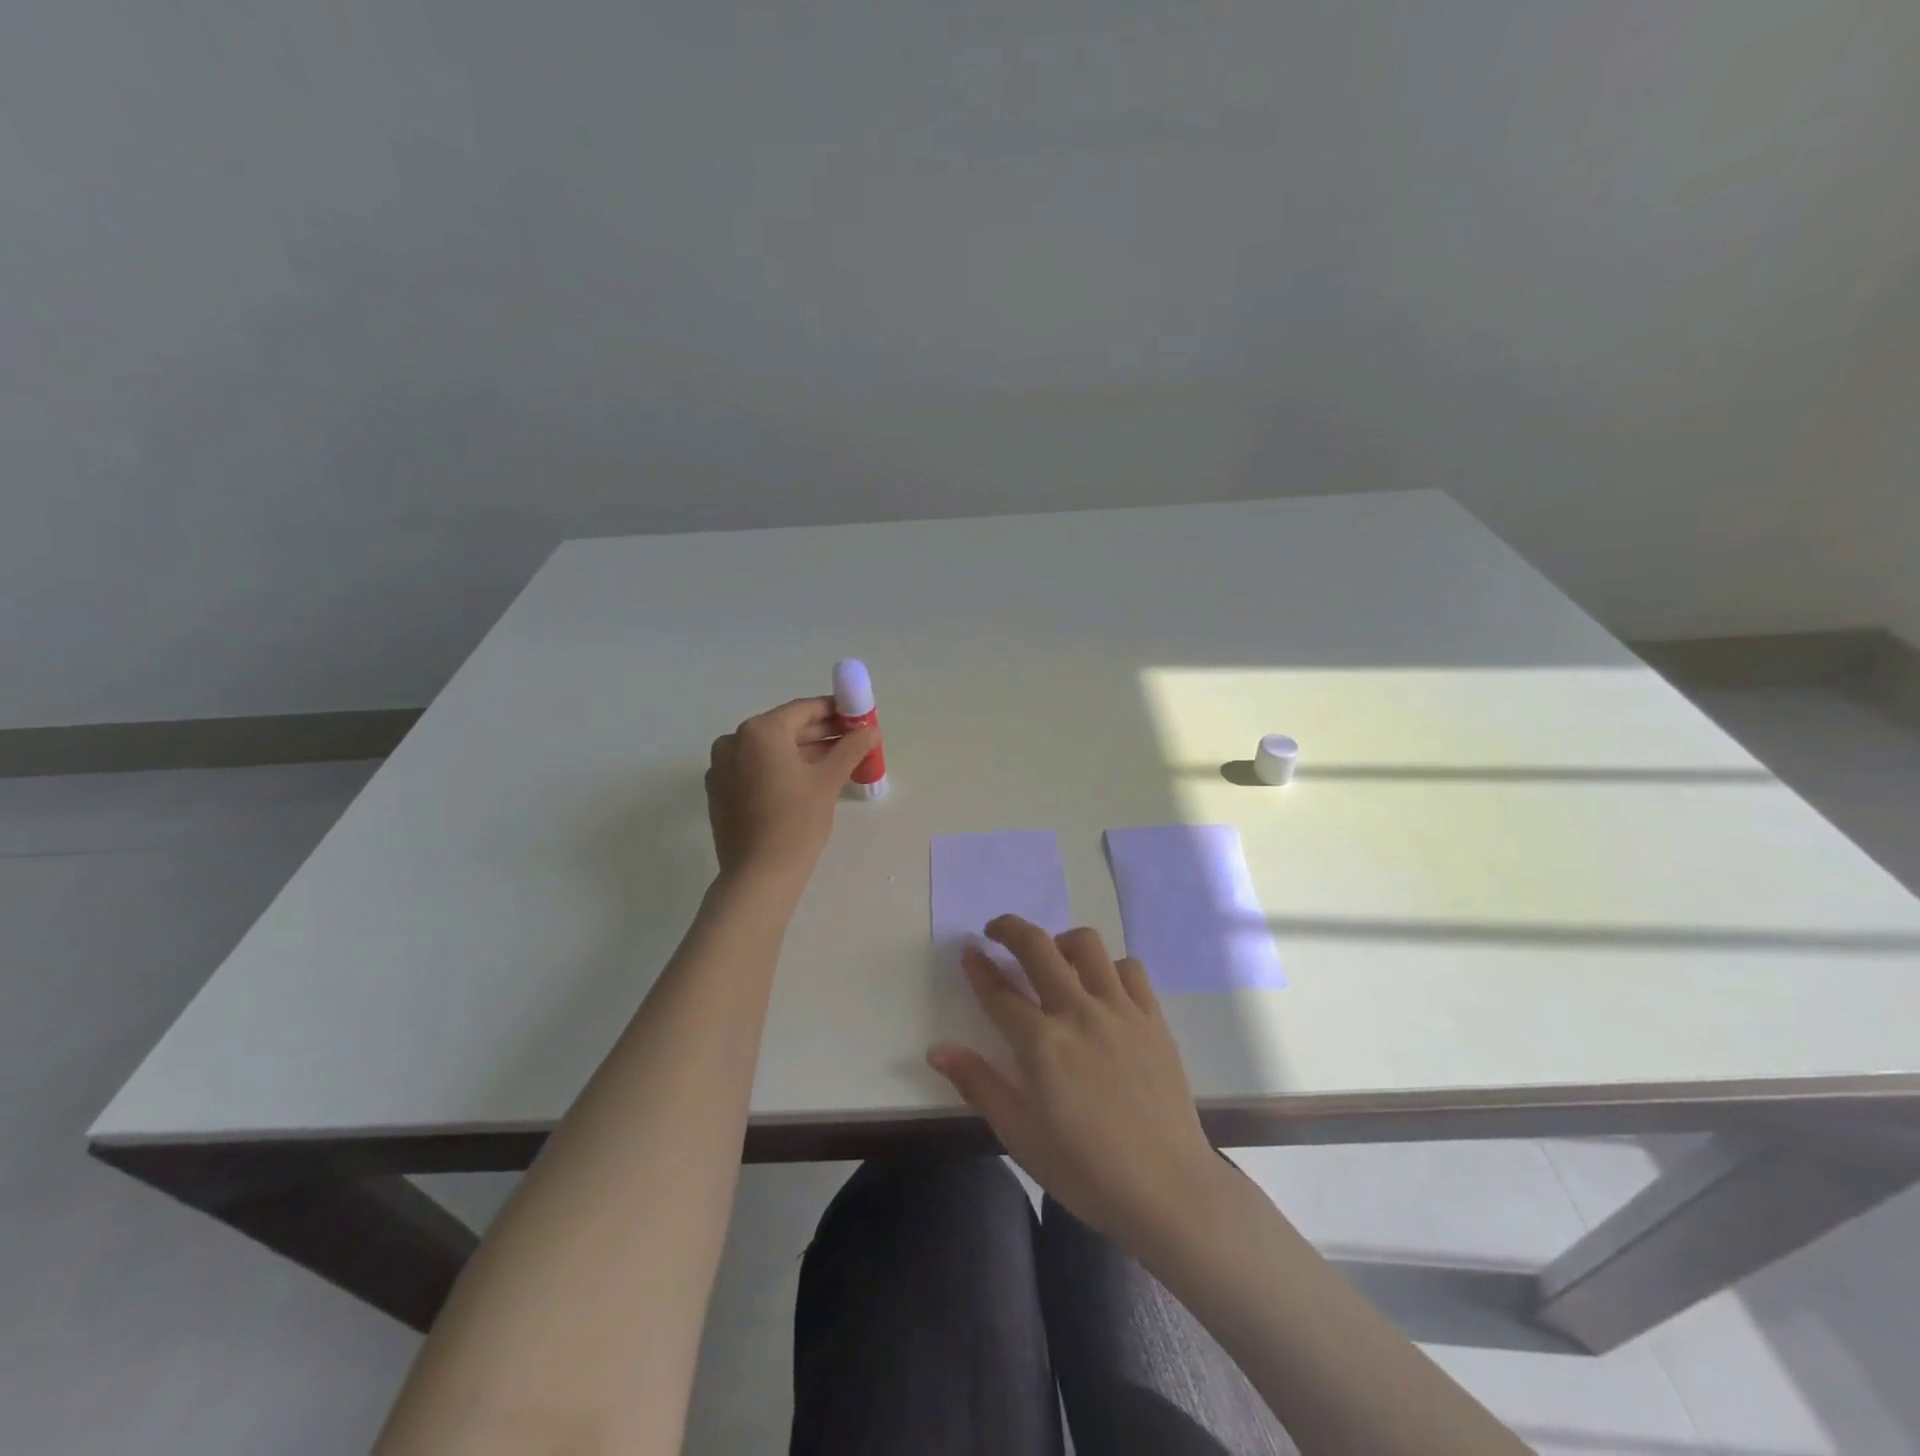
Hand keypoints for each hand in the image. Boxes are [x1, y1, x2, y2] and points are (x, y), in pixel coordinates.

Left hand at [705, 697, 877, 884]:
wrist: (759, 876)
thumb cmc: (797, 822)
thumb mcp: (828, 780)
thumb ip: (851, 748)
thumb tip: (871, 729)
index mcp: (759, 731)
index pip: (803, 710)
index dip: (834, 711)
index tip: (858, 717)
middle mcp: (734, 741)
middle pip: (785, 729)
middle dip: (821, 733)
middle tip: (853, 740)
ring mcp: (722, 767)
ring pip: (770, 750)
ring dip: (803, 752)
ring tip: (837, 761)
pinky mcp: (720, 791)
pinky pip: (756, 769)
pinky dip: (781, 769)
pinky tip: (807, 781)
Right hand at [927, 916, 1221, 1251]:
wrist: (1167, 1189)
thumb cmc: (1085, 1170)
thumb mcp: (1020, 1135)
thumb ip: (979, 1084)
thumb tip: (938, 1049)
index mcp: (1041, 1043)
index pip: (999, 992)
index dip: (978, 968)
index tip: (968, 952)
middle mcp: (1078, 1012)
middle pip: (1038, 948)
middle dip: (1010, 929)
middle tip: (996, 931)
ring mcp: (1120, 1010)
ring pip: (1087, 945)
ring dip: (1061, 942)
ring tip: (1054, 958)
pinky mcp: (1153, 1018)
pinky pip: (1131, 969)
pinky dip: (1110, 966)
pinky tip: (1103, 986)